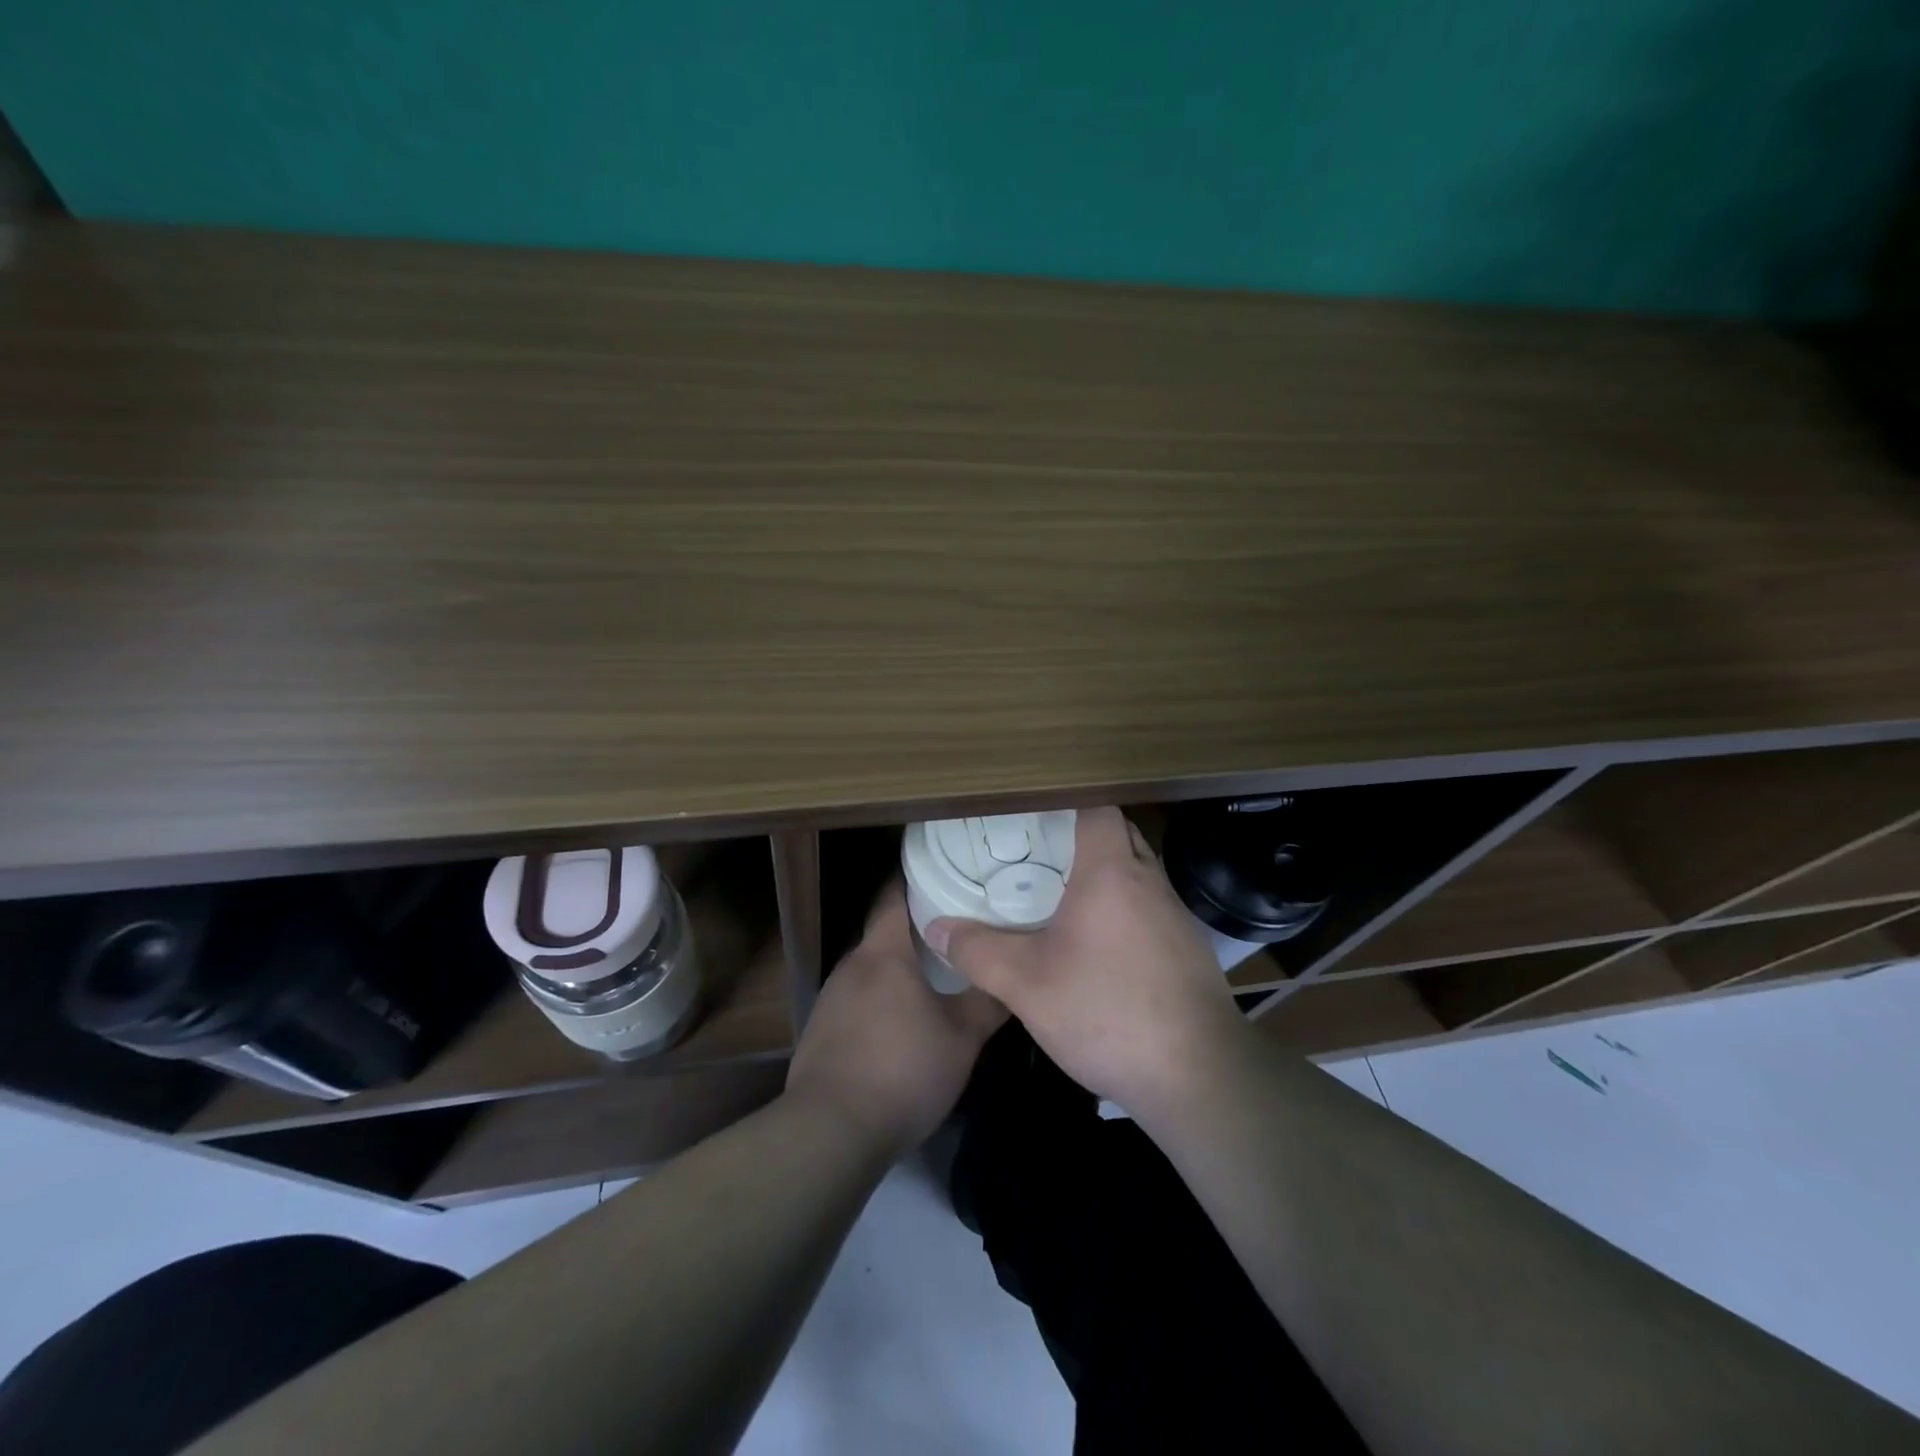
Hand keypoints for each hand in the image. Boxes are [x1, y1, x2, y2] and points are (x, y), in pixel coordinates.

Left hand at [785, 883, 1006, 1159]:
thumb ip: (989, 1001)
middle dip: (917, 927)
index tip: (947, 873)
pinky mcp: (821, 1029)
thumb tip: (1015, 974)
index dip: (917, 878)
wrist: (831, 1131)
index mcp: (883, 952)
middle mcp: (852, 964)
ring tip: (934, 973)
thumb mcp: (962, 1038)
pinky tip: (900, 1021)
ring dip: (899, 966)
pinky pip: (858, 997)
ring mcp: (831, 997)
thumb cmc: (903, 1070)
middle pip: (884, 931)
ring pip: (872, 967)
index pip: (895, 894)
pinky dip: (880, 997)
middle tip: (957, 928)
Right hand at [925, 806, 1246, 1118]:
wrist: (1197, 1076)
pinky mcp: (1189, 950)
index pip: (1098, 808)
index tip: (1033, 817)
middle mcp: (1150, 881)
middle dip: (1082, 837)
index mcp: (1112, 872)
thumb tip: (936, 927)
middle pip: (1119, 835)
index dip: (1067, 803)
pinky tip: (1100, 947)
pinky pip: (1151, 909)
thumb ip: (978, 951)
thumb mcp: (1026, 984)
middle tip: (1038, 854)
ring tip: (1062, 896)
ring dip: (1106, 875)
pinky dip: (1125, 910)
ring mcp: (1177, 916)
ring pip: (1138, 873)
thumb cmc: (1107, 1011)